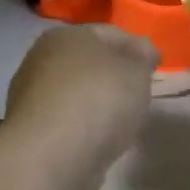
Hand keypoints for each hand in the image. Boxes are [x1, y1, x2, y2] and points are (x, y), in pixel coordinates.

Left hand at [3, 25, 158, 189]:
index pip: (109, 33)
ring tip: (126, 120)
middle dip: (115, 75)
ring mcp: (32, 99)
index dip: (137, 46)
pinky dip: (86, 129)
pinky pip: (69, 124)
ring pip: (76, 94)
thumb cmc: (97, 100)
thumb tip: (141, 52)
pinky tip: (103, 141)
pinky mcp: (32, 134)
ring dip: (98, 104)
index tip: (158, 65)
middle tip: (142, 92)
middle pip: (88, 63)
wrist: (51, 157)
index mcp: (64, 35)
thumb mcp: (135, 71)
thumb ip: (142, 59)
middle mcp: (41, 61)